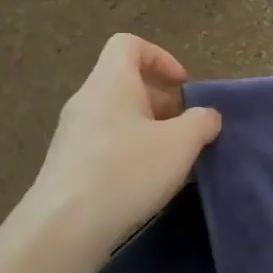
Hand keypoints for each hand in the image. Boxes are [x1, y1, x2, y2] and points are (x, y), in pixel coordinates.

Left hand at [24, 33, 221, 255]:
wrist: (65, 226)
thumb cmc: (127, 171)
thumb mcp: (181, 144)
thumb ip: (201, 122)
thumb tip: (207, 116)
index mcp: (110, 82)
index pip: (129, 45)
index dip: (161, 58)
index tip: (183, 87)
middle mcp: (86, 101)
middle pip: (126, 82)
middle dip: (163, 101)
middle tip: (188, 129)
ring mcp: (72, 134)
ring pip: (118, 117)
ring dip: (150, 130)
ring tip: (173, 160)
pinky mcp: (68, 165)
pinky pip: (106, 144)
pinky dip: (132, 153)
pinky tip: (148, 183)